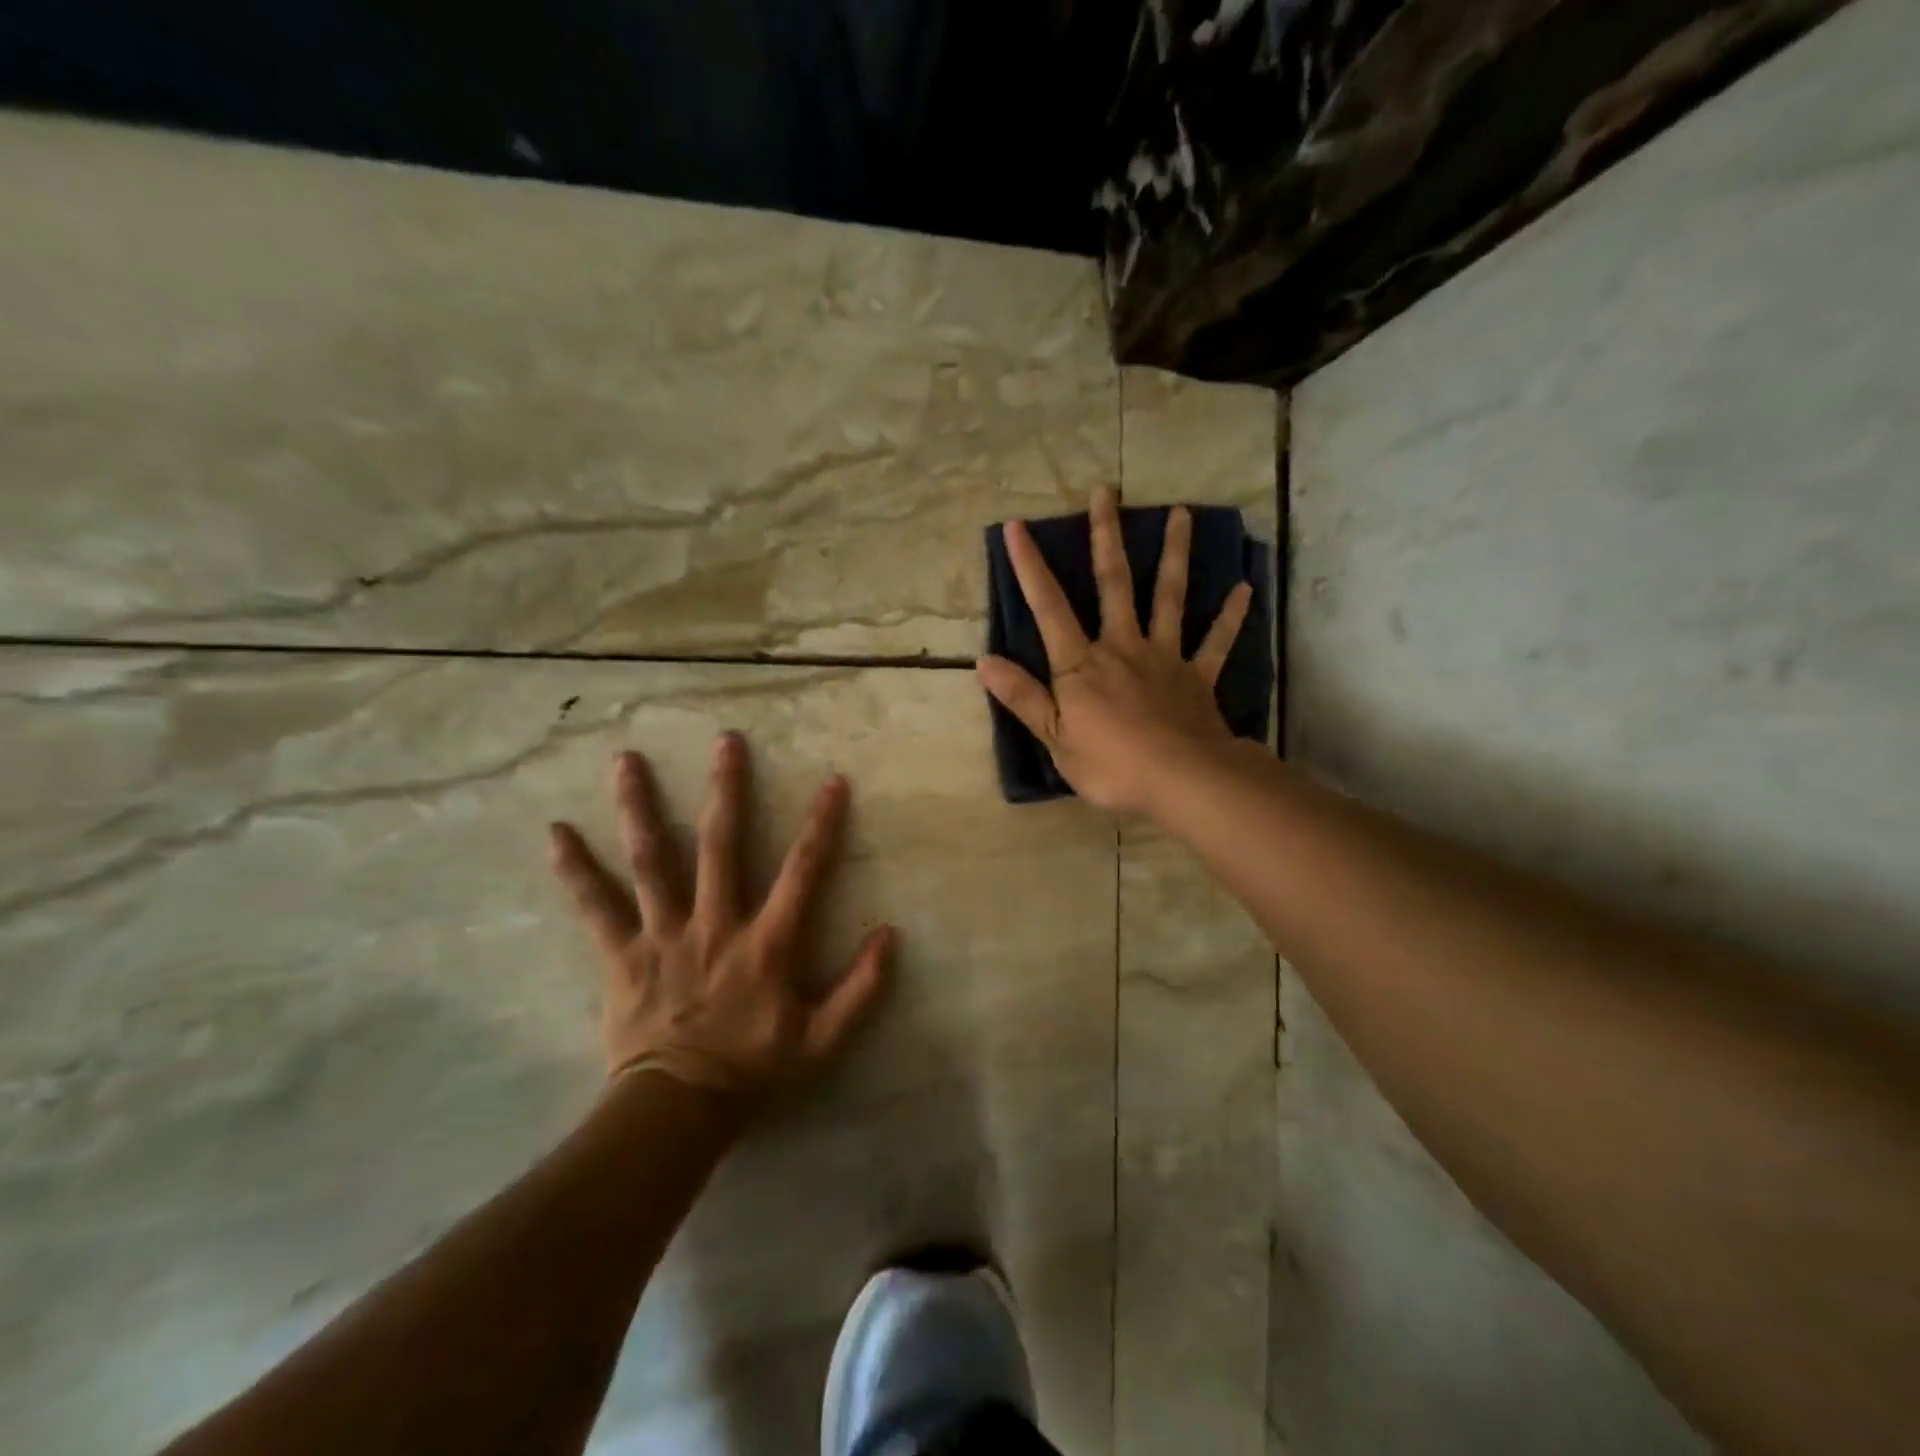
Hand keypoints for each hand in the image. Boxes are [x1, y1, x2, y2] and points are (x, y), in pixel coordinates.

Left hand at [547, 734, 893, 1102]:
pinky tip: (556, 833)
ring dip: (641, 809)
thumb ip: (861, 989)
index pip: (802, 871)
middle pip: (721, 845)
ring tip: (627, 761)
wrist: (678, 1111)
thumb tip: (890, 935)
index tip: (833, 780)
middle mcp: (715, 924)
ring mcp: (664, 935)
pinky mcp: (623, 954)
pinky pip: (596, 908)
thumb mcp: (823, 1040)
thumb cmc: (754, 1069)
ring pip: (652, 861)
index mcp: (767, 943)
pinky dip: (576, 871)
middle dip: (726, 790)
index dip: (822, 824)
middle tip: (726, 741)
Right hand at [977, 486, 1252, 815]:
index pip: (1049, 607)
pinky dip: (1230, 616)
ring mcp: (1164, 657)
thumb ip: (1023, 697)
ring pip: (1169, 597)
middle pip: (1114, 583)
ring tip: (1182, 513)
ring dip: (1174, 554)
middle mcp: (1122, 646)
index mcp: (1081, 664)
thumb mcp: (1055, 738)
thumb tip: (984, 662)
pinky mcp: (1197, 676)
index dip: (1030, 567)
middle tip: (1107, 492)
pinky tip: (1245, 588)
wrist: (1182, 780)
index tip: (1018, 526)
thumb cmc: (1111, 764)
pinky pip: (1216, 641)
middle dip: (1106, 536)